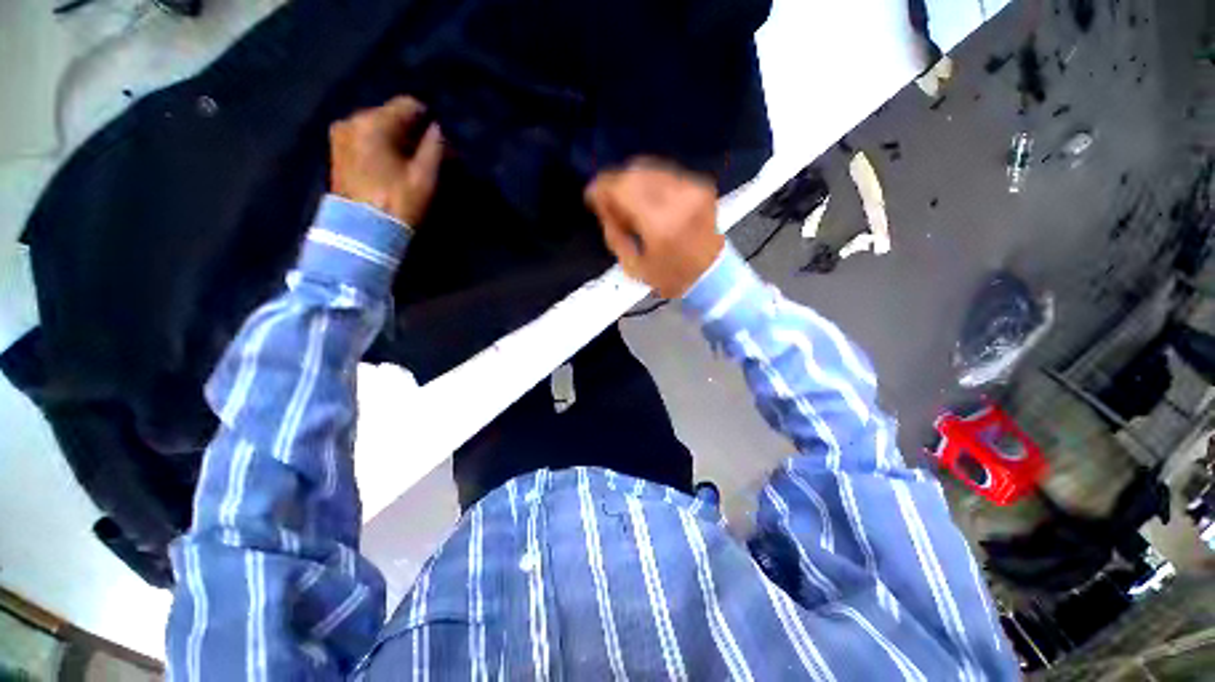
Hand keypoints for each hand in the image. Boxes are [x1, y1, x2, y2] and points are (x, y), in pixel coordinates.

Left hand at [329, 96, 442, 227]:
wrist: (362, 232)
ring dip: (396, 140)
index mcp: (374, 122)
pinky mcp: (336, 150)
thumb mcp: (425, 177)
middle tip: (428, 155)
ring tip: (410, 163)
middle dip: (412, 132)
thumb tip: (438, 129)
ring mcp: (340, 135)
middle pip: (391, 115)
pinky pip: (365, 138)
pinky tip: (391, 166)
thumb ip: (434, 147)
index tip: (442, 141)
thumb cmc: (398, 202)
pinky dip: (380, 147)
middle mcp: (353, 120)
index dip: (429, 120)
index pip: (408, 105)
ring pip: (377, 127)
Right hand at [585, 159, 723, 298]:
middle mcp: (679, 199)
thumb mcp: (632, 266)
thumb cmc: (669, 277)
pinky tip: (646, 198)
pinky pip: (665, 173)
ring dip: (632, 181)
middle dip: (616, 182)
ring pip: (650, 168)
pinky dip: (650, 182)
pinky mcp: (701, 186)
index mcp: (660, 225)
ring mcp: (693, 189)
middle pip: (635, 172)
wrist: (711, 274)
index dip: (602, 187)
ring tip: (627, 200)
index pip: (623, 187)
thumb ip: (613, 231)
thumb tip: (602, 203)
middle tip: (608, 200)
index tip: (592, 194)